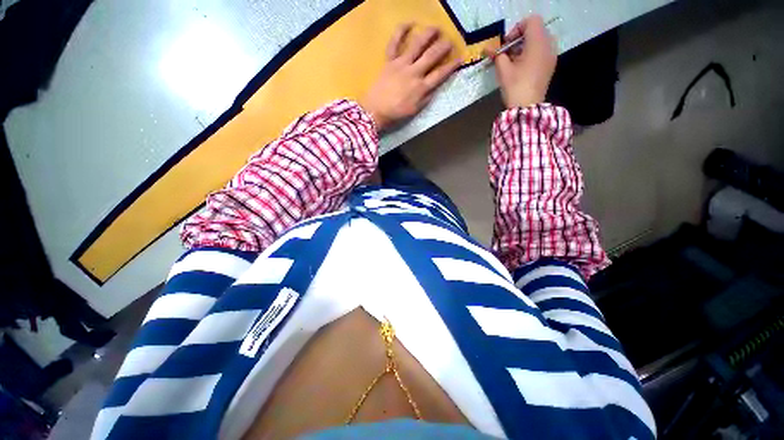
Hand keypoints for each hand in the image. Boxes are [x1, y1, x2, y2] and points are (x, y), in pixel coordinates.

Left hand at [361, 24, 460, 130]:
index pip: (440, 74)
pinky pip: (394, 43)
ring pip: (417, 45)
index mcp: (421, 87)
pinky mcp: (389, 61)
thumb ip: (426, 98)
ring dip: (428, 35)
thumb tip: (435, 88)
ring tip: (436, 28)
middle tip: (450, 41)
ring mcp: (401, 64)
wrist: (375, 111)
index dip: (451, 66)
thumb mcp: (415, 110)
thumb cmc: (396, 113)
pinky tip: (409, 23)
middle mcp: (414, 72)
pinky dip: (401, 31)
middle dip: (443, 47)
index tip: (460, 59)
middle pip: (432, 56)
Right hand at [485, 15, 556, 108]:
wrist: (527, 107)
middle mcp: (548, 45)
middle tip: (508, 53)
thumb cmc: (515, 87)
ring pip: (539, 41)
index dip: (516, 29)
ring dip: (525, 47)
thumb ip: (497, 55)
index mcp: (538, 43)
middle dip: (520, 38)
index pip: (531, 21)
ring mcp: (551, 55)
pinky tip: (521, 68)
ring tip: (513, 62)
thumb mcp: (503, 70)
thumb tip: (488, 49)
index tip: (506, 45)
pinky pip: (542, 51)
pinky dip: (531, 54)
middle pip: (535, 30)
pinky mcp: (550, 65)